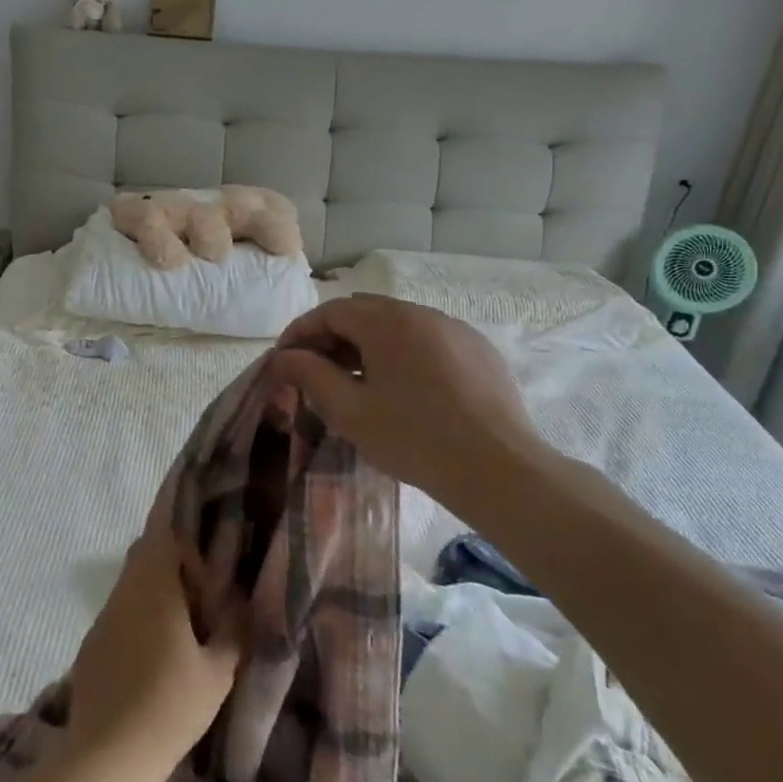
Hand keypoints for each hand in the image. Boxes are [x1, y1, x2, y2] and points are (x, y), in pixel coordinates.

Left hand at [65, 512, 241, 772]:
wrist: (108, 758)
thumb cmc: (170, 707)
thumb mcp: (218, 673)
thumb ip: (233, 631)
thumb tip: (242, 605)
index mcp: (154, 586)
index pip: (162, 534)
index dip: (186, 545)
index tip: (206, 576)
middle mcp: (124, 592)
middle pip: (144, 555)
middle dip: (173, 566)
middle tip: (200, 599)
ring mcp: (103, 618)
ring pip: (130, 585)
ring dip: (155, 595)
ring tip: (181, 634)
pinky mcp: (91, 645)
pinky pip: (118, 615)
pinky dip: (137, 621)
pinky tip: (152, 662)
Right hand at [270, 293, 561, 515]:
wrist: (500, 469)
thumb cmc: (414, 439)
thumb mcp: (349, 410)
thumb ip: (310, 375)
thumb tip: (282, 357)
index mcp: (387, 321)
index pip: (330, 312)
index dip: (301, 333)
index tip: (284, 361)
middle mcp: (422, 312)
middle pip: (364, 312)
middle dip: (333, 336)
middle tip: (316, 372)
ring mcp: (455, 329)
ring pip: (398, 325)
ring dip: (368, 344)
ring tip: (357, 382)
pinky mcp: (479, 350)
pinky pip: (428, 340)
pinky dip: (403, 353)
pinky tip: (404, 389)